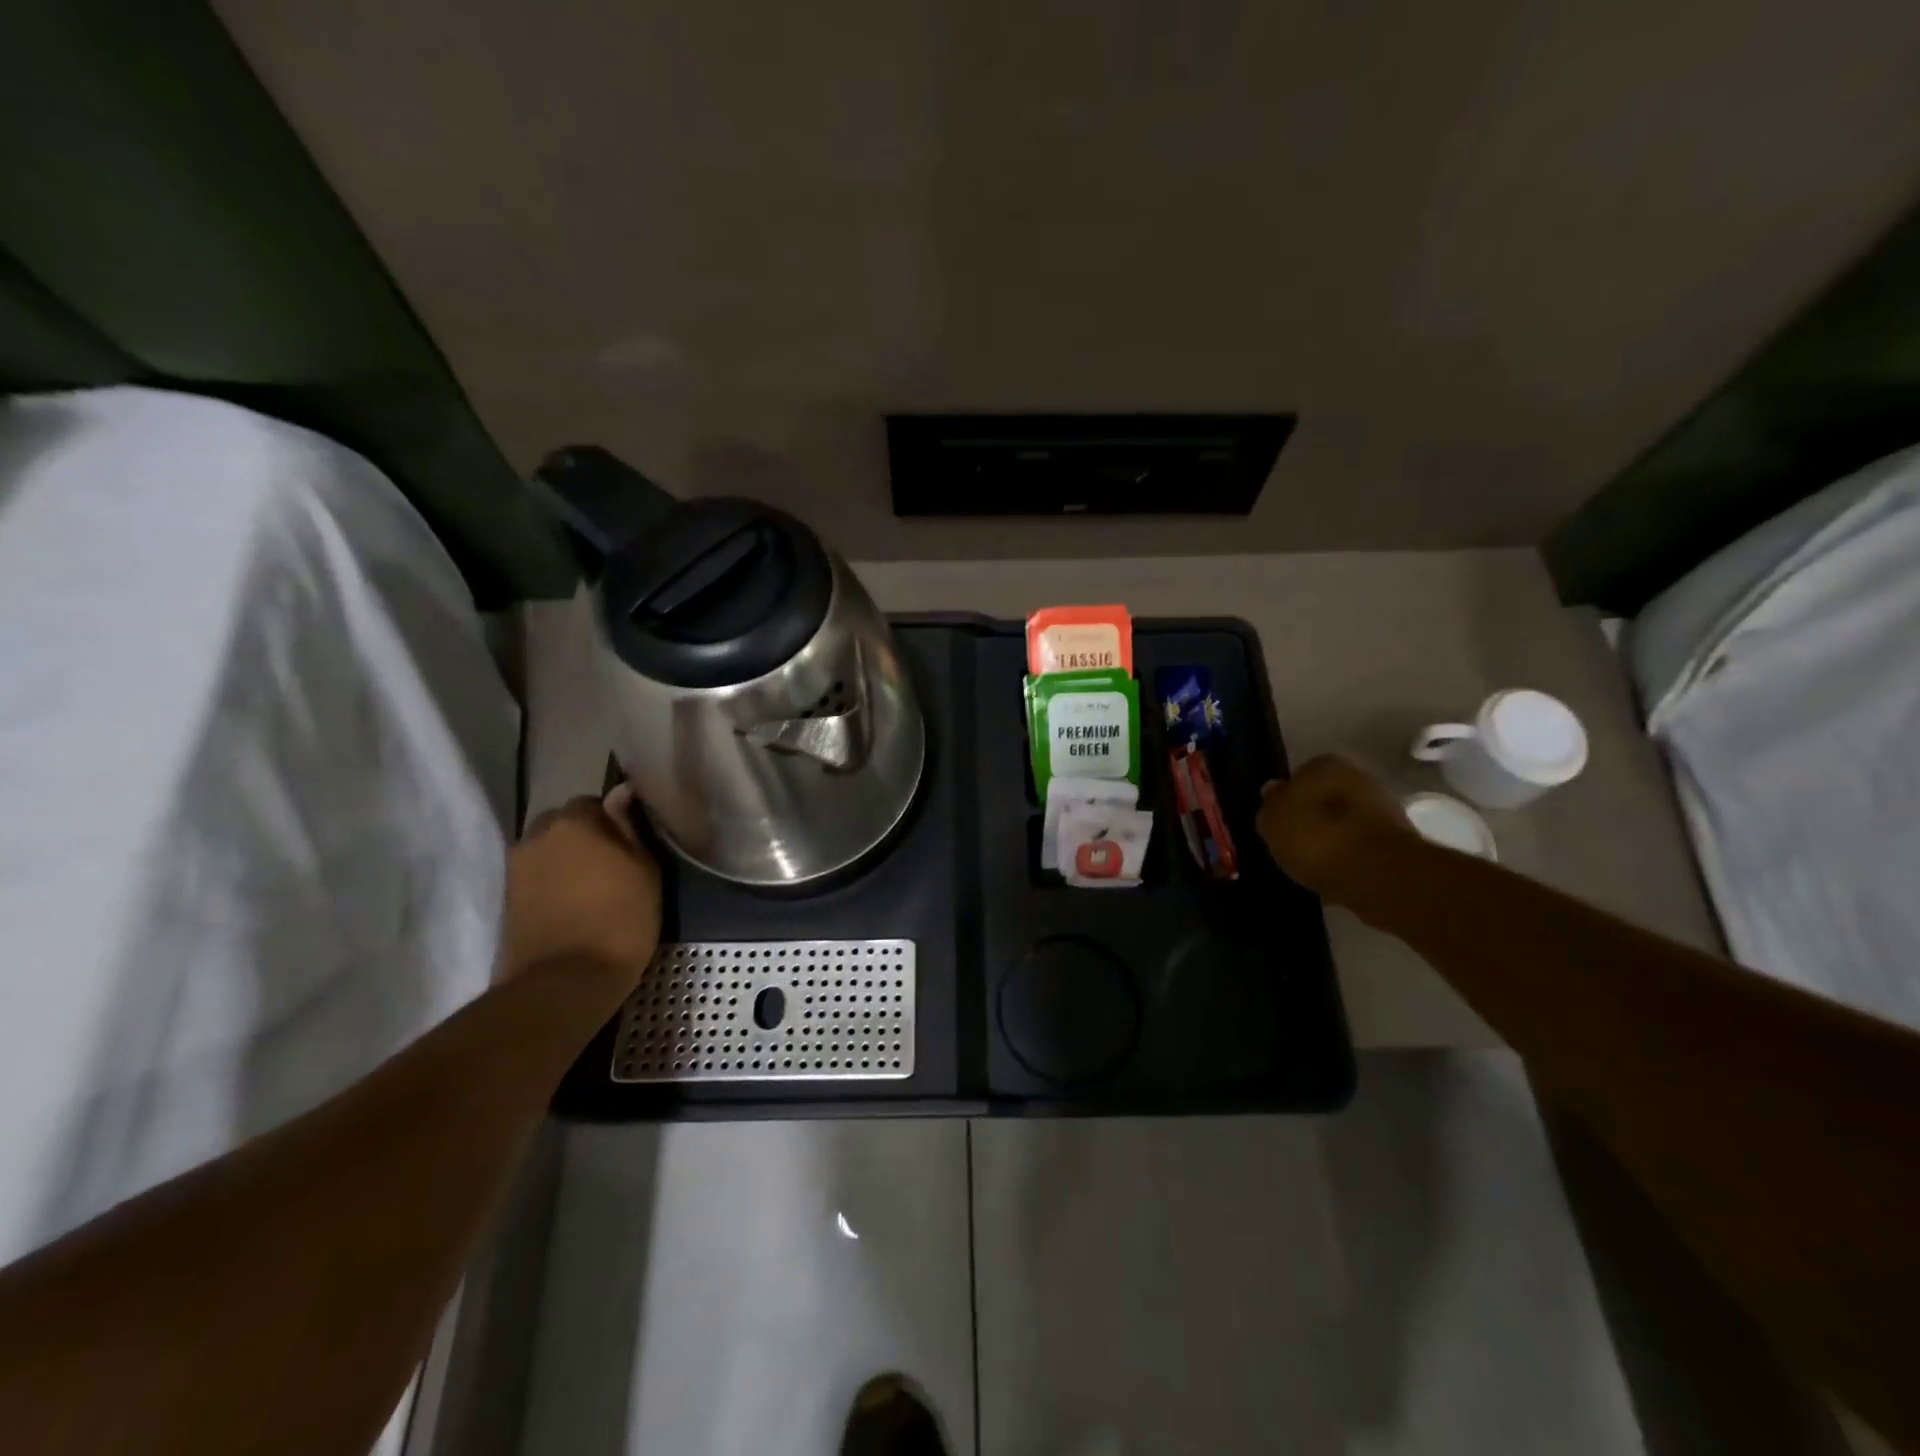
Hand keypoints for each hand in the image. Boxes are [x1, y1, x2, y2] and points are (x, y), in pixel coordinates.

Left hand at [500, 786, 661, 993]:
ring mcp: (516, 868)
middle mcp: (536, 836)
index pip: (591, 802)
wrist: (564, 983)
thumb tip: (621, 794)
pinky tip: (571, 906)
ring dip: (564, 860)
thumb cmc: (619, 920)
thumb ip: (630, 828)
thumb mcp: (645, 871)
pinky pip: (534, 877)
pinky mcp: (506, 900)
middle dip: (582, 837)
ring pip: (546, 851)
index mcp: (574, 822)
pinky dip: (550, 884)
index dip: (611, 821)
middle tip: (609, 864)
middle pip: (562, 824)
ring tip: (589, 888)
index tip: (628, 844)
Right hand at [1256, 755, 1416, 905]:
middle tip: (1293, 842)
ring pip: (1344, 822)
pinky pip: (1359, 847)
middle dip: (1312, 816)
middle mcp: (1359, 778)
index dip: (1287, 799)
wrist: (1378, 874)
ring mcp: (1382, 810)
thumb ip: (1270, 804)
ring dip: (1331, 838)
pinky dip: (1348, 858)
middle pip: (1325, 797)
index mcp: (1326, 764)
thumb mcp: (1272, 820)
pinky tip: (1333, 874)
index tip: (1279, 821)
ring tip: (1311, 863)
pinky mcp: (1397, 843)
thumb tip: (1273, 792)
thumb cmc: (1315, 836)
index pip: (1299, 775)